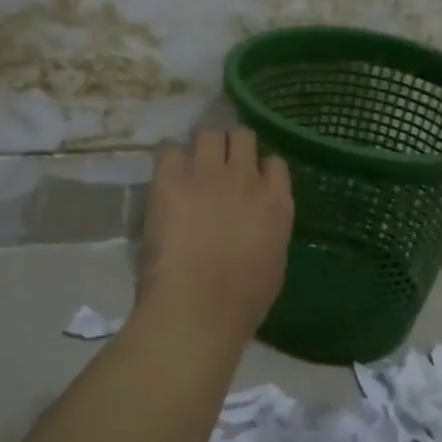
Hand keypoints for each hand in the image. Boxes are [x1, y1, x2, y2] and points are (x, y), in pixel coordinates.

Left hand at [135, 128, 293, 346]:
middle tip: (217, 165)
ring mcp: (207, 175)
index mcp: (276, 202)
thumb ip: (270, 230)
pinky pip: (170, 150)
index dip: (259, 168)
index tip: (249, 179)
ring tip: (190, 167)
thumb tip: (258, 221)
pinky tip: (166, 180)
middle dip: (230, 146)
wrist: (198, 307)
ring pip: (208, 134)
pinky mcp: (170, 180)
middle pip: (241, 136)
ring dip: (201, 147)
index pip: (274, 163)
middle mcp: (245, 178)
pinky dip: (170, 161)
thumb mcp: (274, 263)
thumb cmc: (242, 301)